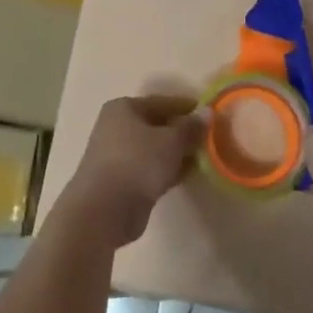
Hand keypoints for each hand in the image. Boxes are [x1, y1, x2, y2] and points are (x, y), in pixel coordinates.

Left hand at [61, 96, 204, 248]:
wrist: (104, 210)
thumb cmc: (137, 163)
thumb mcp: (171, 141)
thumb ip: (191, 127)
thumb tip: (208, 111)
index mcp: (123, 108)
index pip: (161, 102)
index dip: (186, 108)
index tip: (209, 115)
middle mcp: (116, 127)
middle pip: (156, 125)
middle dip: (182, 132)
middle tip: (209, 139)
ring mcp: (117, 156)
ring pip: (153, 149)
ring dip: (175, 153)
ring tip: (203, 158)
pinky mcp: (121, 181)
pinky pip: (149, 169)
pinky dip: (166, 170)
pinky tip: (187, 175)